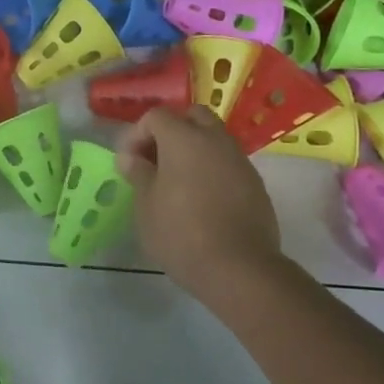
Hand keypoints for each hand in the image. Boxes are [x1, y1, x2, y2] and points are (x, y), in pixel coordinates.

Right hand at [118, 106, 284, 296]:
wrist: (238, 267)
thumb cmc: (180, 233)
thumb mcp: (146, 205)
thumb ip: (138, 173)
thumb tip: (131, 157)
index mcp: (184, 139)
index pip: (156, 116)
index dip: (137, 134)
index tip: (129, 162)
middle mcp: (215, 140)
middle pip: (192, 116)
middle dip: (170, 131)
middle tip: (155, 161)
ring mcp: (240, 160)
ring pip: (214, 138)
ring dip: (193, 149)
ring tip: (176, 182)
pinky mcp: (255, 183)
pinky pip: (228, 162)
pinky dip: (211, 169)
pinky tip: (201, 199)